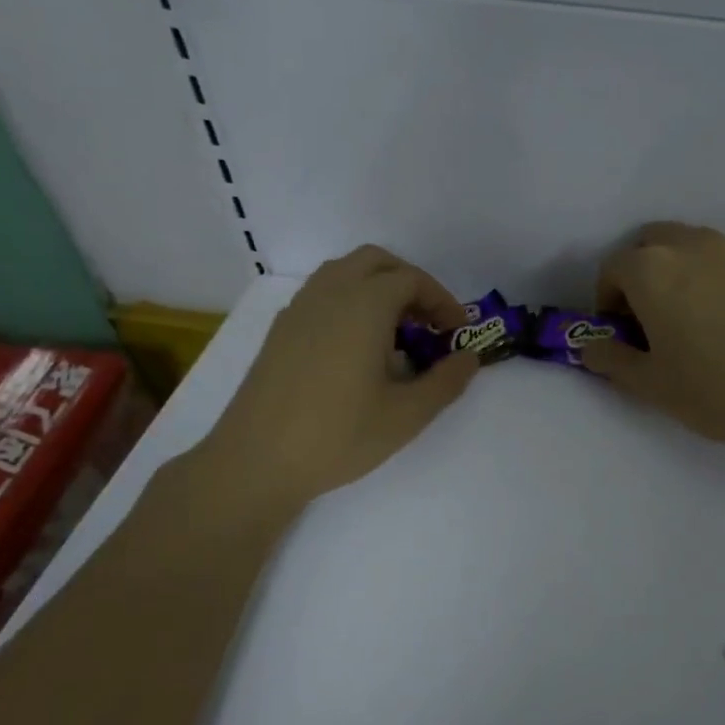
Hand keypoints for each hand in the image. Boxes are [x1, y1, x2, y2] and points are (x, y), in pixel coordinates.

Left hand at [195, 246, 480, 509]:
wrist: (255, 462)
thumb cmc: (339, 435)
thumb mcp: (407, 415)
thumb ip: (446, 381)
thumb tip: (469, 358)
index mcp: (363, 305)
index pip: (412, 280)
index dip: (442, 301)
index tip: (457, 331)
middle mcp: (329, 294)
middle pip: (376, 262)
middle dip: (409, 283)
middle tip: (428, 322)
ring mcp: (298, 309)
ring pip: (344, 273)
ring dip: (377, 289)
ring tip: (395, 333)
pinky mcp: (280, 330)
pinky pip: (322, 295)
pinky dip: (349, 302)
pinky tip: (356, 349)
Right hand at [581, 223, 724, 452]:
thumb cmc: (716, 389)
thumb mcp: (651, 385)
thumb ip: (611, 359)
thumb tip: (589, 345)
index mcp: (652, 270)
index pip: (613, 268)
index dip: (609, 300)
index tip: (624, 332)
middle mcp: (692, 245)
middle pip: (652, 244)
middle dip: (644, 274)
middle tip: (656, 317)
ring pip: (695, 247)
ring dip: (684, 271)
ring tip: (700, 317)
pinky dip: (723, 278)